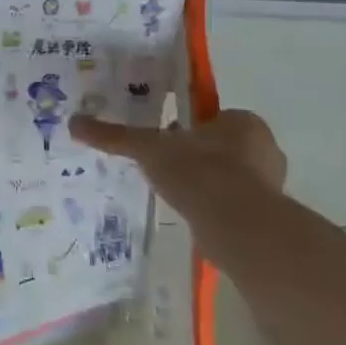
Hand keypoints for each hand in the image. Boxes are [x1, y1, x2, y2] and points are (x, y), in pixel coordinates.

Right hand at [68, 108, 286, 219]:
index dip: (186, 129)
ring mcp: (271, 184)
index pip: (212, 119)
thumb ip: (115, 136)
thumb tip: (74, 122)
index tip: (164, 142)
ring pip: (229, 177)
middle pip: (221, 148)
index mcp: (244, 122)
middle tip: (164, 168)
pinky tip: (191, 215)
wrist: (238, 225)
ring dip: (205, 184)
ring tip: (174, 194)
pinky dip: (213, 208)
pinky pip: (234, 205)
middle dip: (196, 157)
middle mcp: (265, 148)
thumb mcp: (148, 148)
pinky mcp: (267, 216)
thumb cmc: (199, 172)